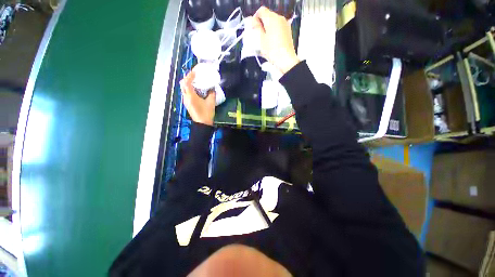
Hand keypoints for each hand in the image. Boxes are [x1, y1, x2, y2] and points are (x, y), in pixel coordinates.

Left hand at [180, 71, 215, 125]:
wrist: (202, 124)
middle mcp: (186, 97)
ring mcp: (185, 101)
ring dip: (188, 83)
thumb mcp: (211, 103)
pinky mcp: (187, 104)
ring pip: (183, 89)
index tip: (195, 71)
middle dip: (187, 78)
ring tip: (195, 81)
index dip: (190, 75)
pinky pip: (186, 93)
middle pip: (182, 84)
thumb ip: (212, 93)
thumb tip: (212, 88)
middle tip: (194, 76)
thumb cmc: (206, 113)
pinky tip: (196, 90)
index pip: (187, 82)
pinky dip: (189, 89)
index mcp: (191, 96)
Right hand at [250, 6, 299, 73]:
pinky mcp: (288, 31)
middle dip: (261, 24)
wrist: (286, 60)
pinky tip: (271, 42)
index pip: (261, 11)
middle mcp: (279, 18)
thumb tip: (253, 20)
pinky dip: (273, 32)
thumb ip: (256, 28)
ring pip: (273, 22)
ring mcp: (285, 24)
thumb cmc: (273, 51)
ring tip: (264, 41)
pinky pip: (278, 28)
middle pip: (268, 16)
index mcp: (272, 18)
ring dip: (267, 28)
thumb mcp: (261, 40)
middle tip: (258, 36)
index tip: (253, 28)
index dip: (255, 18)